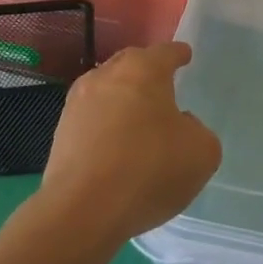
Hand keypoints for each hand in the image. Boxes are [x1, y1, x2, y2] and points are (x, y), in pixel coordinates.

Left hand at [39, 42, 220, 248]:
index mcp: (144, 70)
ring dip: (122, 99)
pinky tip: (116, 147)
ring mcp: (77, 104)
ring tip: (137, 119)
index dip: (178, 54)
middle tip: (162, 84)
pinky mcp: (60, 134)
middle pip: (131, 64)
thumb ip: (198, 131)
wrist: (83, 211)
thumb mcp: (202, 152)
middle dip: (146, 71)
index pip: (166, 52)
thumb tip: (181, 126)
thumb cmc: (150, 170)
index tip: (185, 56)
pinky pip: (91, 119)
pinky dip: (105, 126)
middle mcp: (106, 76)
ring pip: (106, 91)